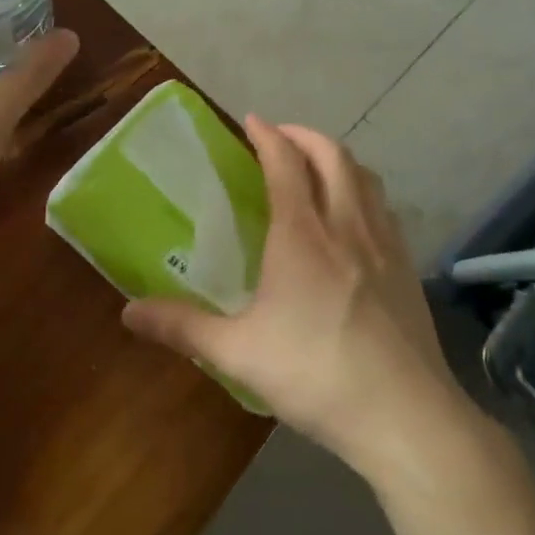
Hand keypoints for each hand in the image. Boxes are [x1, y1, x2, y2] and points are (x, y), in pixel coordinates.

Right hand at [122, 117, 475, 488]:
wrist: (405, 414)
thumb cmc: (316, 374)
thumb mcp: (238, 353)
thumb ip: (182, 328)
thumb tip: (127, 313)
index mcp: (302, 235)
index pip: (286, 164)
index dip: (268, 135)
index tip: (251, 120)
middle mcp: (347, 225)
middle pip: (333, 156)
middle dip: (305, 136)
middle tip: (281, 137)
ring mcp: (384, 244)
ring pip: (365, 177)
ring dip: (338, 158)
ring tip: (317, 166)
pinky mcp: (407, 267)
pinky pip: (384, 208)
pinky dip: (363, 190)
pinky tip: (354, 218)